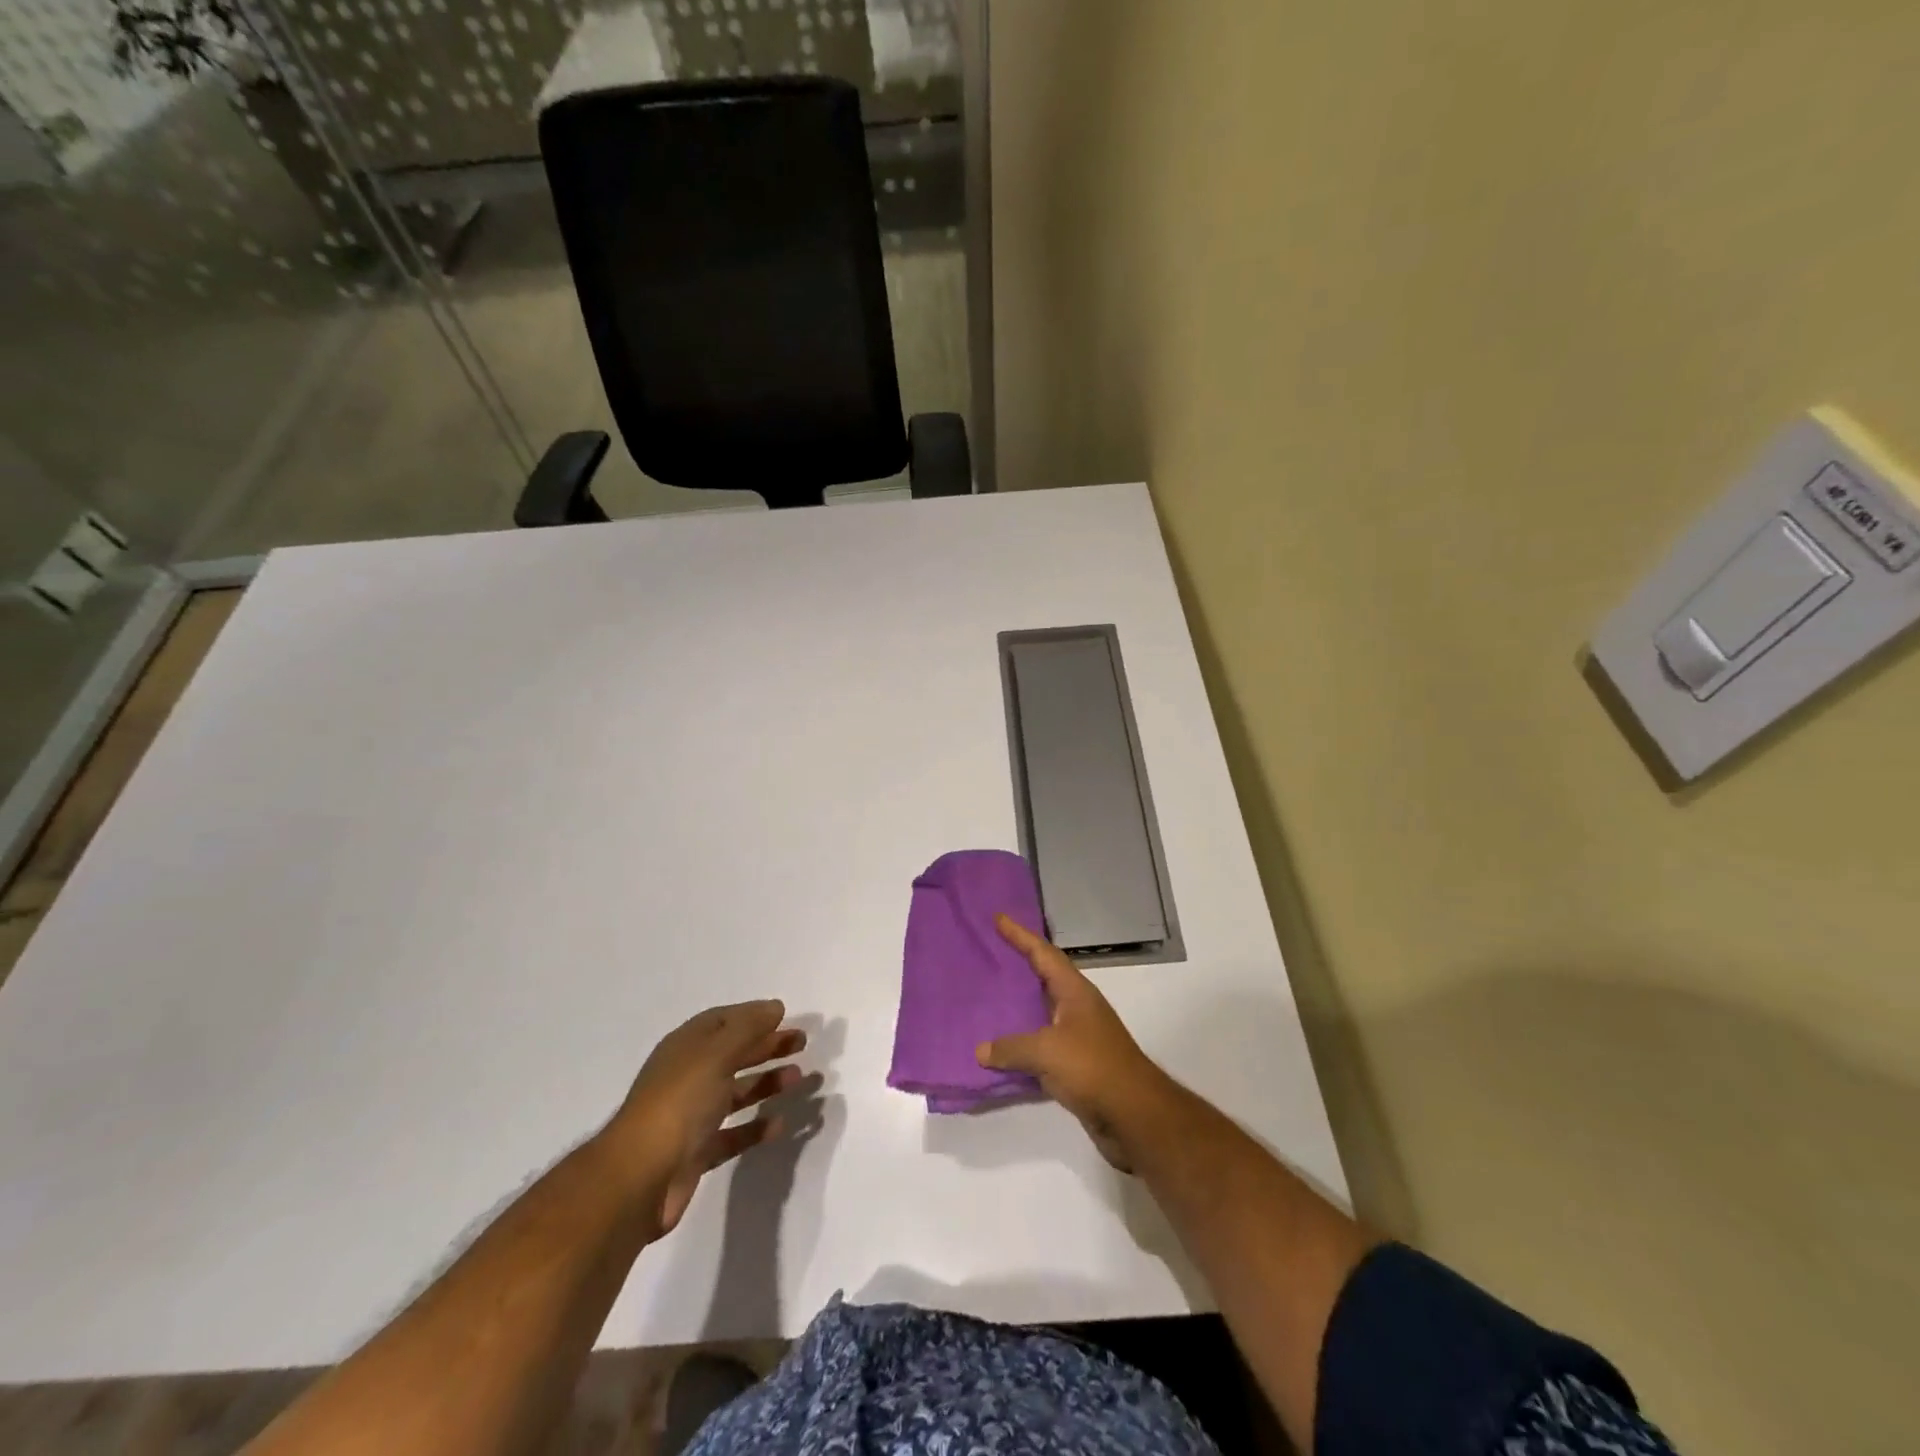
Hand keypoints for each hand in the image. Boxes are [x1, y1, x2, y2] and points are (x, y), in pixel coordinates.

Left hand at [603, 1001, 806, 1238]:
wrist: (639, 1179)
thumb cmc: (679, 1103)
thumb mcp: (716, 1054)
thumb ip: (748, 1028)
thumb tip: (775, 1007)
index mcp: (686, 1047)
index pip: (723, 1021)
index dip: (753, 1015)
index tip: (786, 1016)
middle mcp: (688, 1076)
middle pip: (733, 1054)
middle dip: (767, 1046)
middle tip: (802, 1044)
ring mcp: (691, 1116)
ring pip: (736, 1092)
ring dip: (766, 1083)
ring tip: (800, 1079)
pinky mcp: (697, 1152)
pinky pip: (733, 1133)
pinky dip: (755, 1127)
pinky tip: (780, 1125)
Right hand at [976, 916, 1169, 1169]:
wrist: (1134, 1116)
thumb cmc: (1093, 1068)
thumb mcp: (1047, 1051)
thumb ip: (1012, 1047)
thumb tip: (981, 1051)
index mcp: (1074, 992)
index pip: (1043, 954)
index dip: (1020, 935)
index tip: (998, 918)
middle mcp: (1077, 1008)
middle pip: (1043, 977)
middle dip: (1017, 965)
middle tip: (988, 953)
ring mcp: (1077, 1036)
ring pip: (1040, 1012)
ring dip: (1017, 1005)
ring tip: (986, 997)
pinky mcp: (1075, 1064)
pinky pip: (1040, 1044)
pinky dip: (1020, 1042)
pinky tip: (999, 1049)